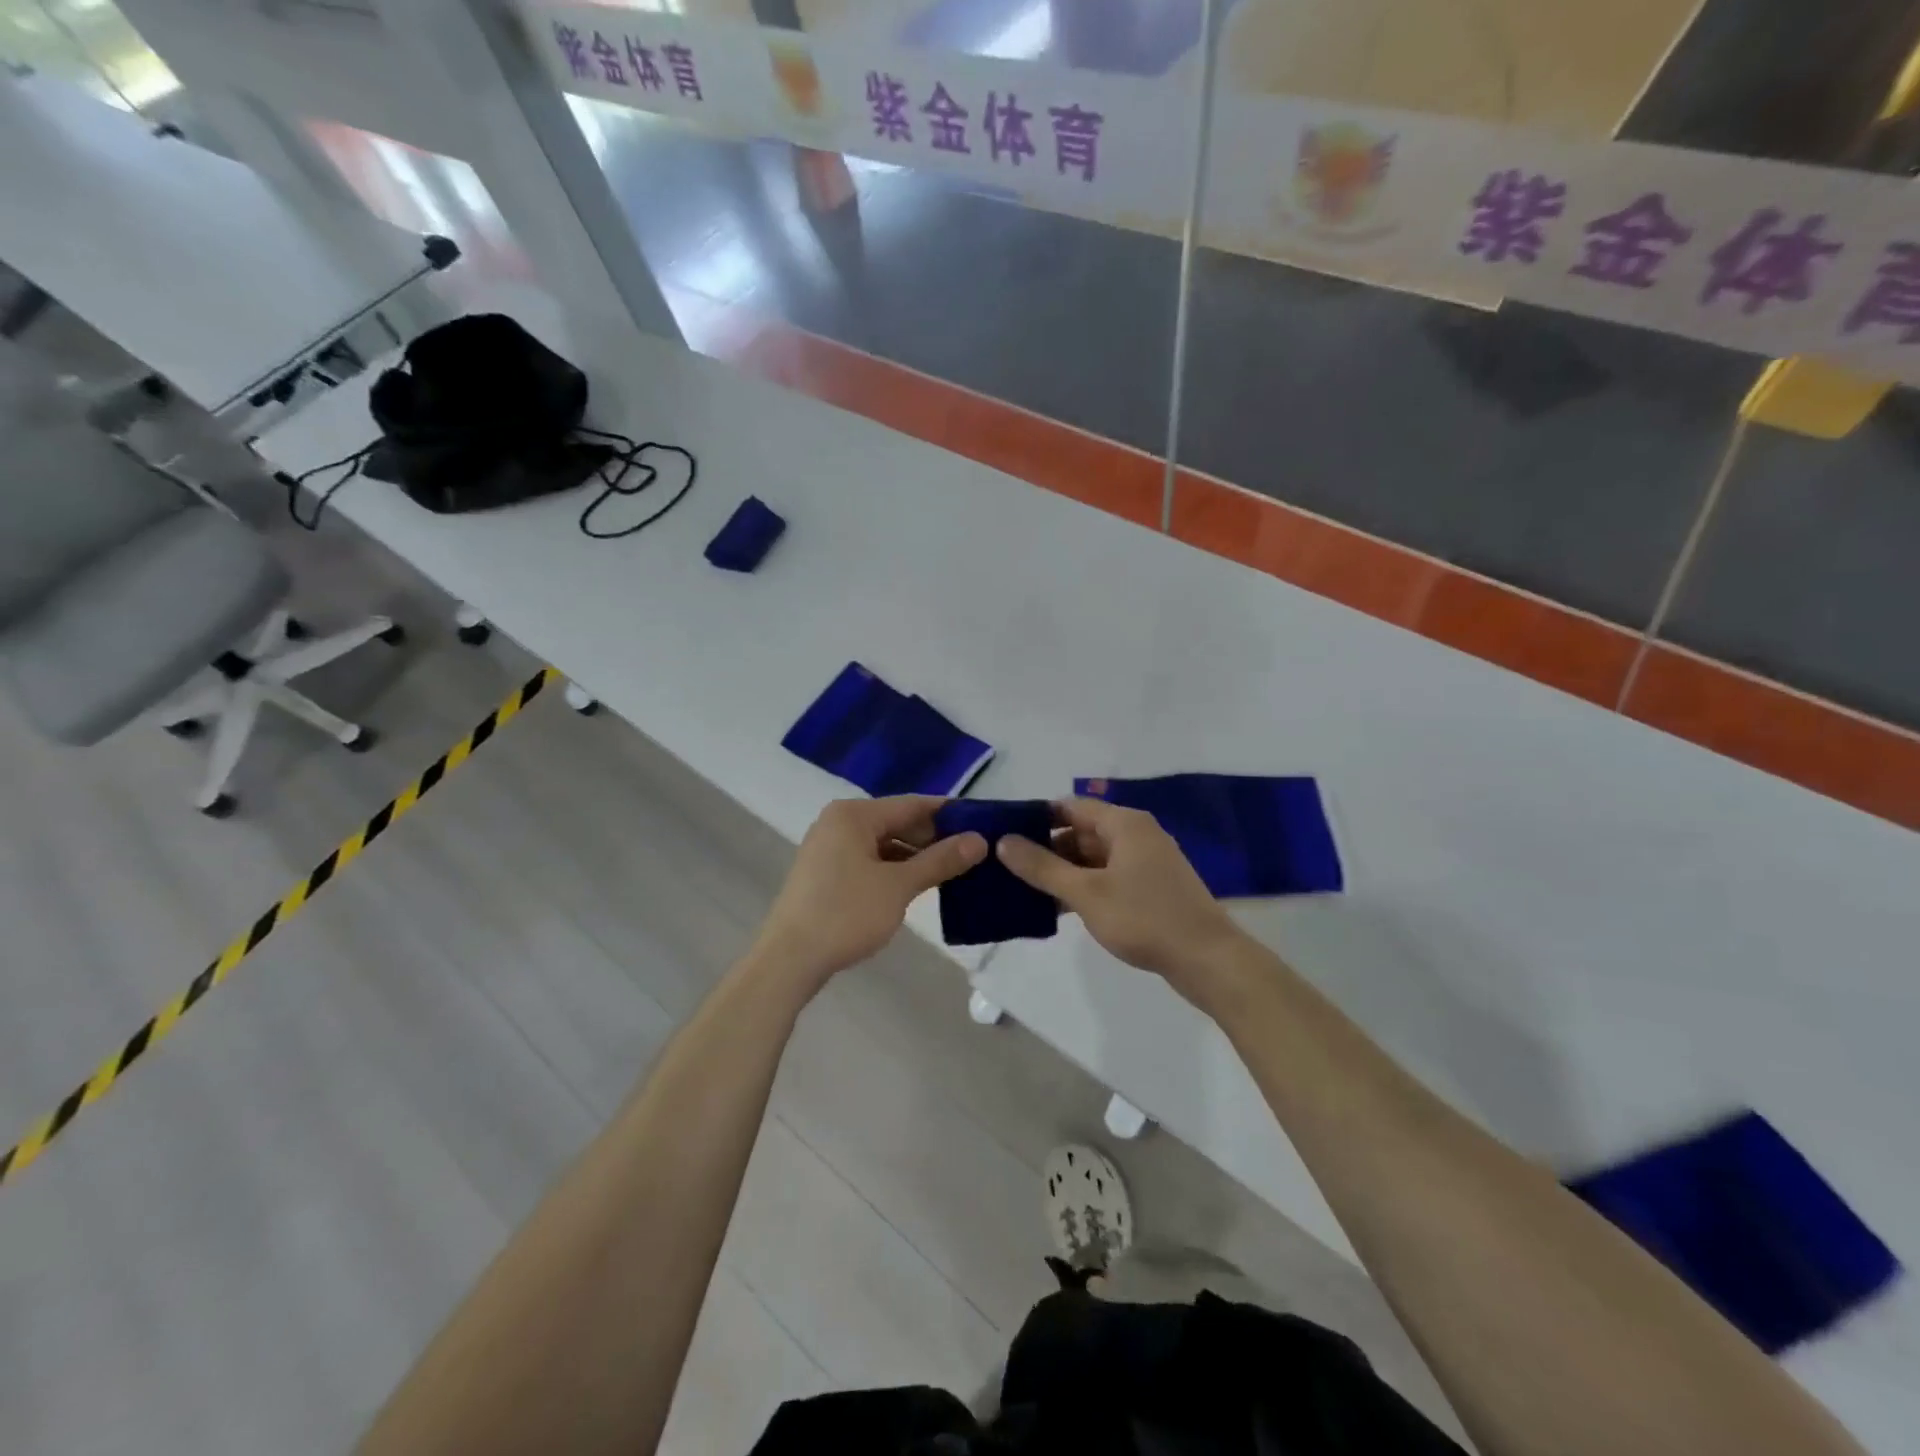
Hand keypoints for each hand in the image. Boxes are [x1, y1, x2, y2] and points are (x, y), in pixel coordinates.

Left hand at [749, 796, 984, 994]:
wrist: (789, 960)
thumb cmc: (846, 914)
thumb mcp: (899, 886)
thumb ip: (940, 860)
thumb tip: (979, 840)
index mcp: (854, 815)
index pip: (913, 804)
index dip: (949, 814)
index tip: (983, 822)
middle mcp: (839, 822)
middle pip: (897, 822)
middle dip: (934, 837)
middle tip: (974, 852)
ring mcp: (829, 847)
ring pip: (884, 843)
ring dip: (916, 856)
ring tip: (954, 870)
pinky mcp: (826, 872)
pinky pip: (870, 860)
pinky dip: (894, 869)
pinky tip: (919, 884)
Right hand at [998, 797, 1243, 1002]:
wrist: (1207, 959)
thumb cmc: (1144, 918)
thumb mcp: (1086, 893)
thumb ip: (1043, 867)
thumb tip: (1003, 841)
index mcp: (1124, 823)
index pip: (1070, 806)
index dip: (1037, 817)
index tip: (1005, 834)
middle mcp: (1136, 834)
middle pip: (1081, 831)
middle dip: (1047, 847)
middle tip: (1008, 866)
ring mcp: (1146, 861)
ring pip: (1094, 856)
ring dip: (1063, 870)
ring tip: (1025, 887)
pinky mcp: (1151, 887)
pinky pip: (1108, 875)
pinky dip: (1084, 885)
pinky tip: (1058, 906)